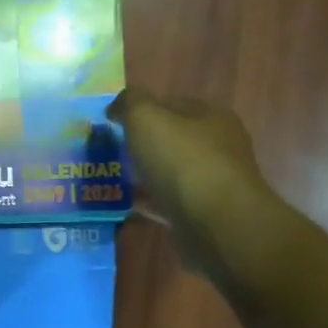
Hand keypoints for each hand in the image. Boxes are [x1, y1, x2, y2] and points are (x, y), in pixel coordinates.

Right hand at [107, 89, 274, 278]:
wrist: (216, 223)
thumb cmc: (182, 161)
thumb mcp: (146, 117)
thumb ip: (129, 103)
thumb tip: (117, 107)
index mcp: (210, 116)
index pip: (171, 104)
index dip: (140, 109)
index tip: (112, 123)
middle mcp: (217, 146)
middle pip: (171, 139)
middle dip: (141, 144)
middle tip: (109, 152)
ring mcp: (212, 182)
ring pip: (169, 172)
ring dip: (144, 175)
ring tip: (113, 179)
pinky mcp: (203, 214)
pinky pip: (169, 202)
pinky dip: (148, 202)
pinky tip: (126, 205)